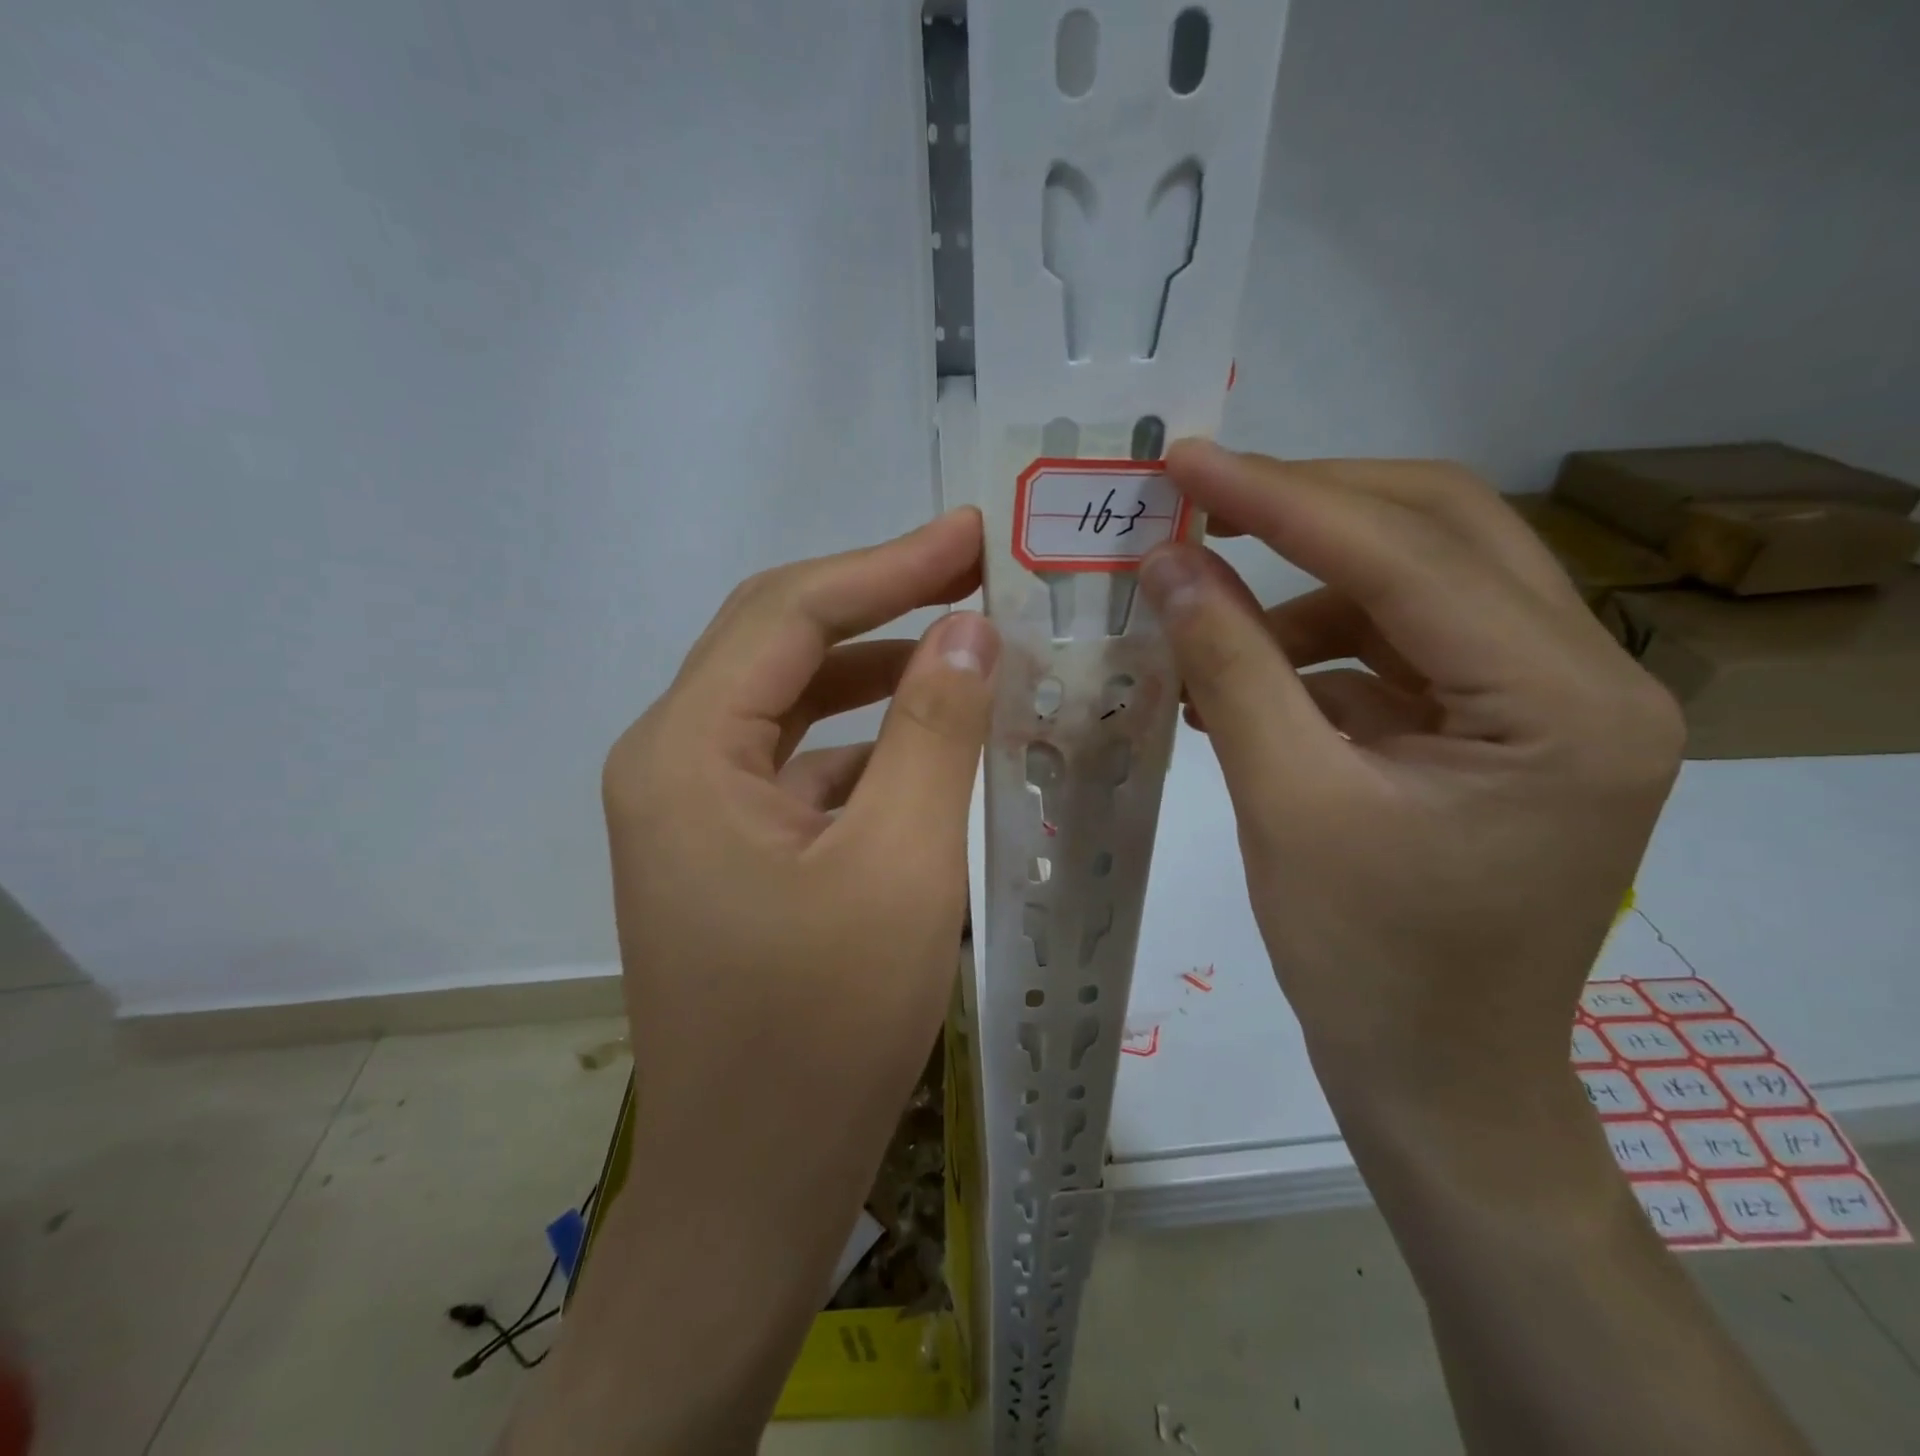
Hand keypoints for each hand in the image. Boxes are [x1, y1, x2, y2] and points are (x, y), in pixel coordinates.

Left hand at [601, 507, 998, 1151]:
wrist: (754, 1186)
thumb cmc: (822, 1033)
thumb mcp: (900, 867)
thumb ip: (934, 733)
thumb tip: (969, 629)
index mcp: (684, 754)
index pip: (787, 615)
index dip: (885, 565)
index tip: (970, 535)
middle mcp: (672, 765)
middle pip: (780, 646)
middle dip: (881, 603)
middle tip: (975, 573)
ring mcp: (697, 811)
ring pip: (795, 706)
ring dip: (879, 673)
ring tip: (968, 648)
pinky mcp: (732, 852)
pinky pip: (804, 767)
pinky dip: (869, 744)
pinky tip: (935, 745)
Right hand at [1137, 448, 1812, 1455]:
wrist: (1436, 1079)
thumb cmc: (1368, 963)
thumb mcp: (1285, 803)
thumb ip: (1229, 667)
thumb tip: (1165, 563)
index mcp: (1566, 704)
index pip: (1410, 554)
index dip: (1284, 497)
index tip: (1187, 460)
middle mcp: (1588, 678)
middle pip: (1441, 533)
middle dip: (1308, 508)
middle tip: (1201, 500)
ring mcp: (1546, 702)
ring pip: (1417, 585)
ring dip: (1303, 585)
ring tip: (1205, 614)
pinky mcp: (1498, 728)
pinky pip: (1399, 648)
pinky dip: (1315, 645)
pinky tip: (1243, 675)